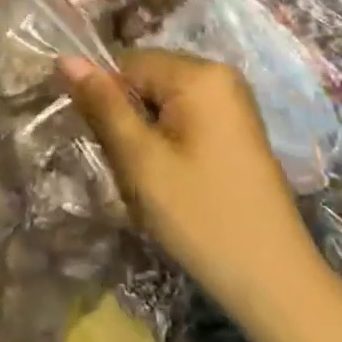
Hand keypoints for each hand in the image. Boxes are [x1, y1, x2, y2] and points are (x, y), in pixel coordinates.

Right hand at [61, 49, 323, 329]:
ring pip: (163, 103)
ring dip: (147, 137)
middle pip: (147, 80)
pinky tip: (177, 185)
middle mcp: (220, 74)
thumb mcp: (142, 162)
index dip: (108, 103)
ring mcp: (233, 101)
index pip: (127, 64)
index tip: (108, 148)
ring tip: (156, 183)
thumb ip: (103, 106)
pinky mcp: (238, 128)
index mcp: (199, 73)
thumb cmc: (202, 218)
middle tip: (134, 172)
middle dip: (129, 121)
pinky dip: (170, 145)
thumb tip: (66, 57)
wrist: (276, 284)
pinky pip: (186, 118)